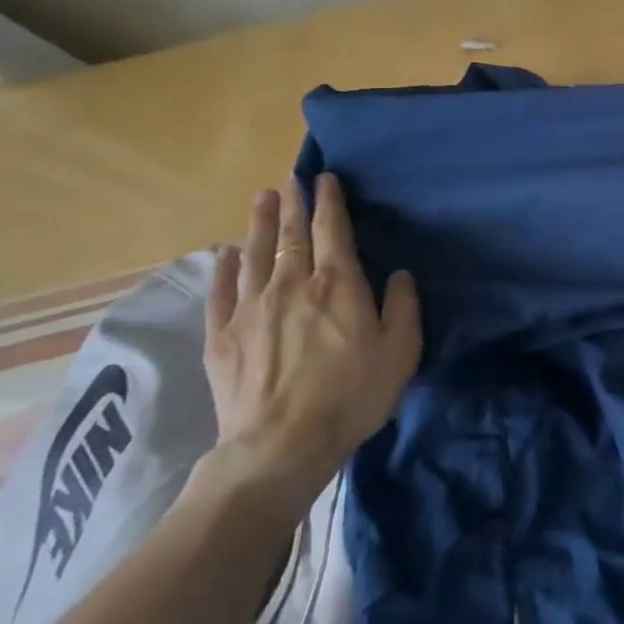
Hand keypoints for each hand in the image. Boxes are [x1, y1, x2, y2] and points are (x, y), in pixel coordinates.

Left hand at [203, 173, 421, 503]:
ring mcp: (250, 309)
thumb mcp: (400, 351)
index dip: (330, 201)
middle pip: (291, 234)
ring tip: (262, 199)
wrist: (281, 445)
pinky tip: (225, 254)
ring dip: (259, 223)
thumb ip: (403, 306)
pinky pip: (221, 292)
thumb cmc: (352, 395)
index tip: (325, 178)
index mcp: (337, 284)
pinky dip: (224, 268)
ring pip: (254, 253)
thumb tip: (399, 275)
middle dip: (294, 203)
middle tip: (291, 179)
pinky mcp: (222, 337)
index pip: (332, 230)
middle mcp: (291, 284)